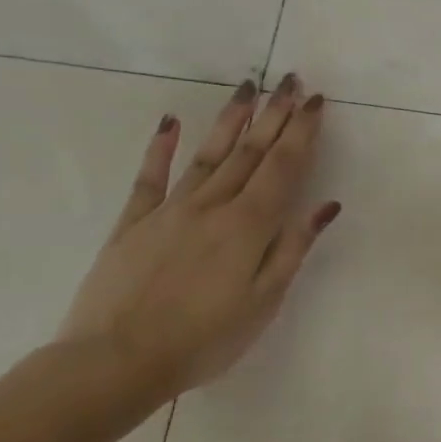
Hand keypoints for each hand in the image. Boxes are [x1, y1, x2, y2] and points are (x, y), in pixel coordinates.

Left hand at [58, 75, 340, 405]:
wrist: (114, 362)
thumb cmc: (204, 339)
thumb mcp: (264, 301)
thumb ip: (293, 248)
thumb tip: (325, 205)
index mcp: (249, 225)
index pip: (284, 167)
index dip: (302, 132)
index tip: (315, 100)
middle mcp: (213, 206)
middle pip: (250, 151)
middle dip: (275, 114)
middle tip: (290, 79)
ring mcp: (170, 210)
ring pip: (209, 154)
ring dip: (231, 119)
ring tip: (248, 87)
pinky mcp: (133, 223)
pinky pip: (151, 177)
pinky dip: (162, 147)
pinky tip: (172, 122)